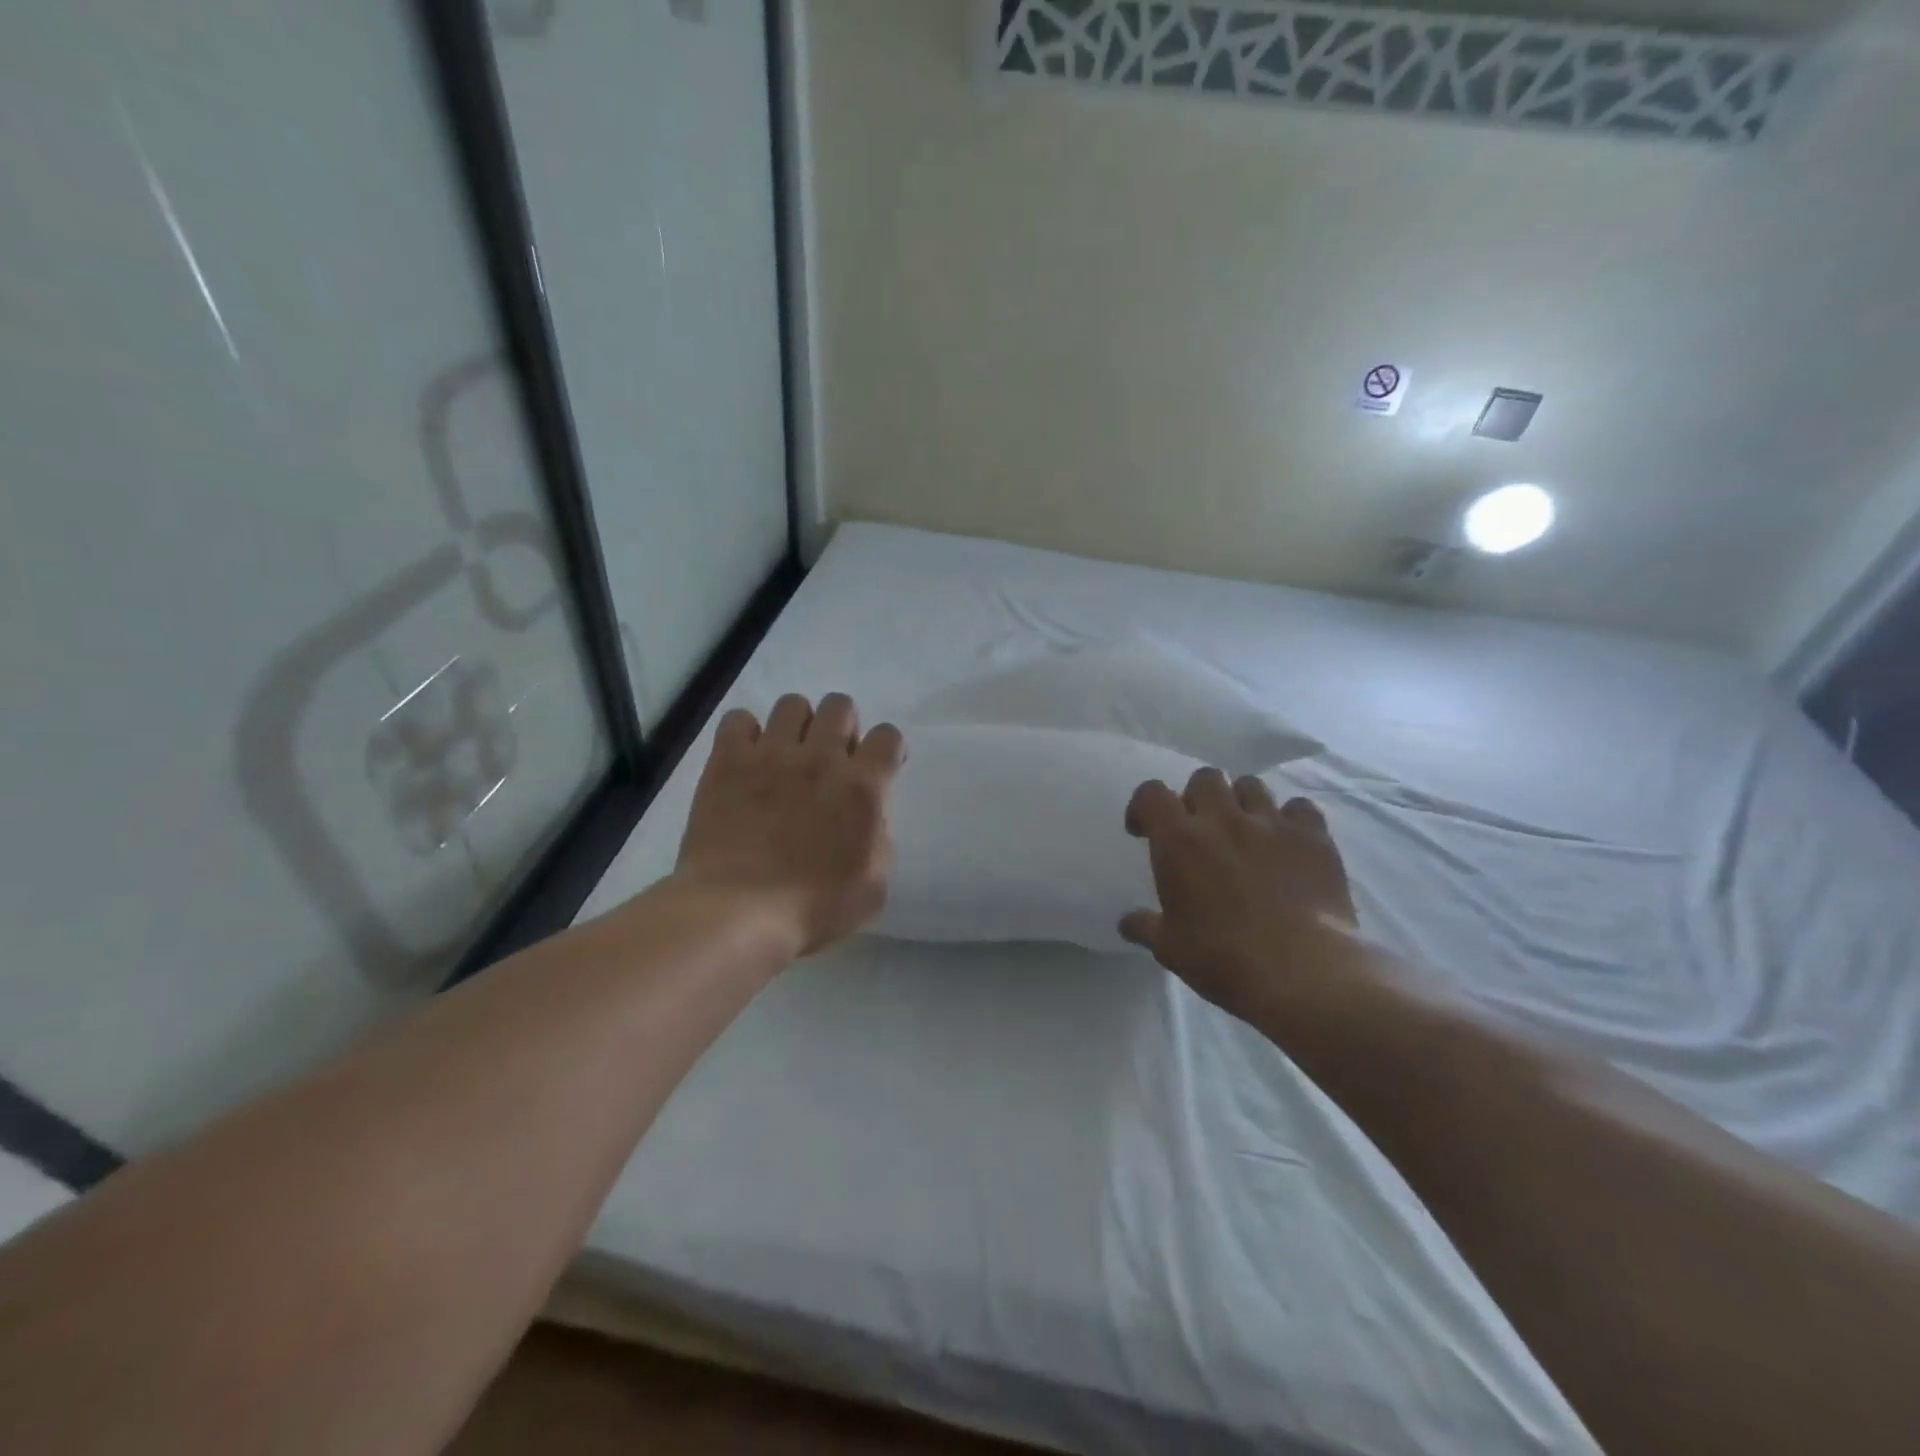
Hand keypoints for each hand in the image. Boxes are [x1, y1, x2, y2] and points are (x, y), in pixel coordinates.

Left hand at [675, 693, 904, 958]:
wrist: (737, 913)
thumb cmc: (812, 909)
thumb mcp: (872, 888)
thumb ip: (880, 843)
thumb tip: (869, 820)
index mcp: (862, 787)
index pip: (888, 736)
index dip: (888, 749)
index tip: (878, 768)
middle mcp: (821, 758)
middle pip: (841, 705)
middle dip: (842, 727)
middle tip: (831, 760)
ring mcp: (771, 754)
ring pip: (793, 703)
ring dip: (797, 725)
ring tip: (787, 755)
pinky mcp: (728, 761)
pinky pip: (739, 719)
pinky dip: (746, 733)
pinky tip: (746, 759)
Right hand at [1121, 769, 1359, 1023]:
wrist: (1302, 973)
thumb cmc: (1223, 959)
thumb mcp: (1170, 948)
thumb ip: (1145, 926)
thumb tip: (1127, 923)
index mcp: (1179, 840)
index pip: (1151, 794)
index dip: (1144, 807)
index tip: (1144, 831)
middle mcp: (1223, 819)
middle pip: (1204, 778)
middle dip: (1196, 798)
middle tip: (1199, 829)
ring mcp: (1271, 824)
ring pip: (1250, 785)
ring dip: (1240, 802)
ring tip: (1244, 831)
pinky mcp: (1313, 837)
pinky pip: (1299, 807)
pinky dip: (1290, 819)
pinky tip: (1288, 843)